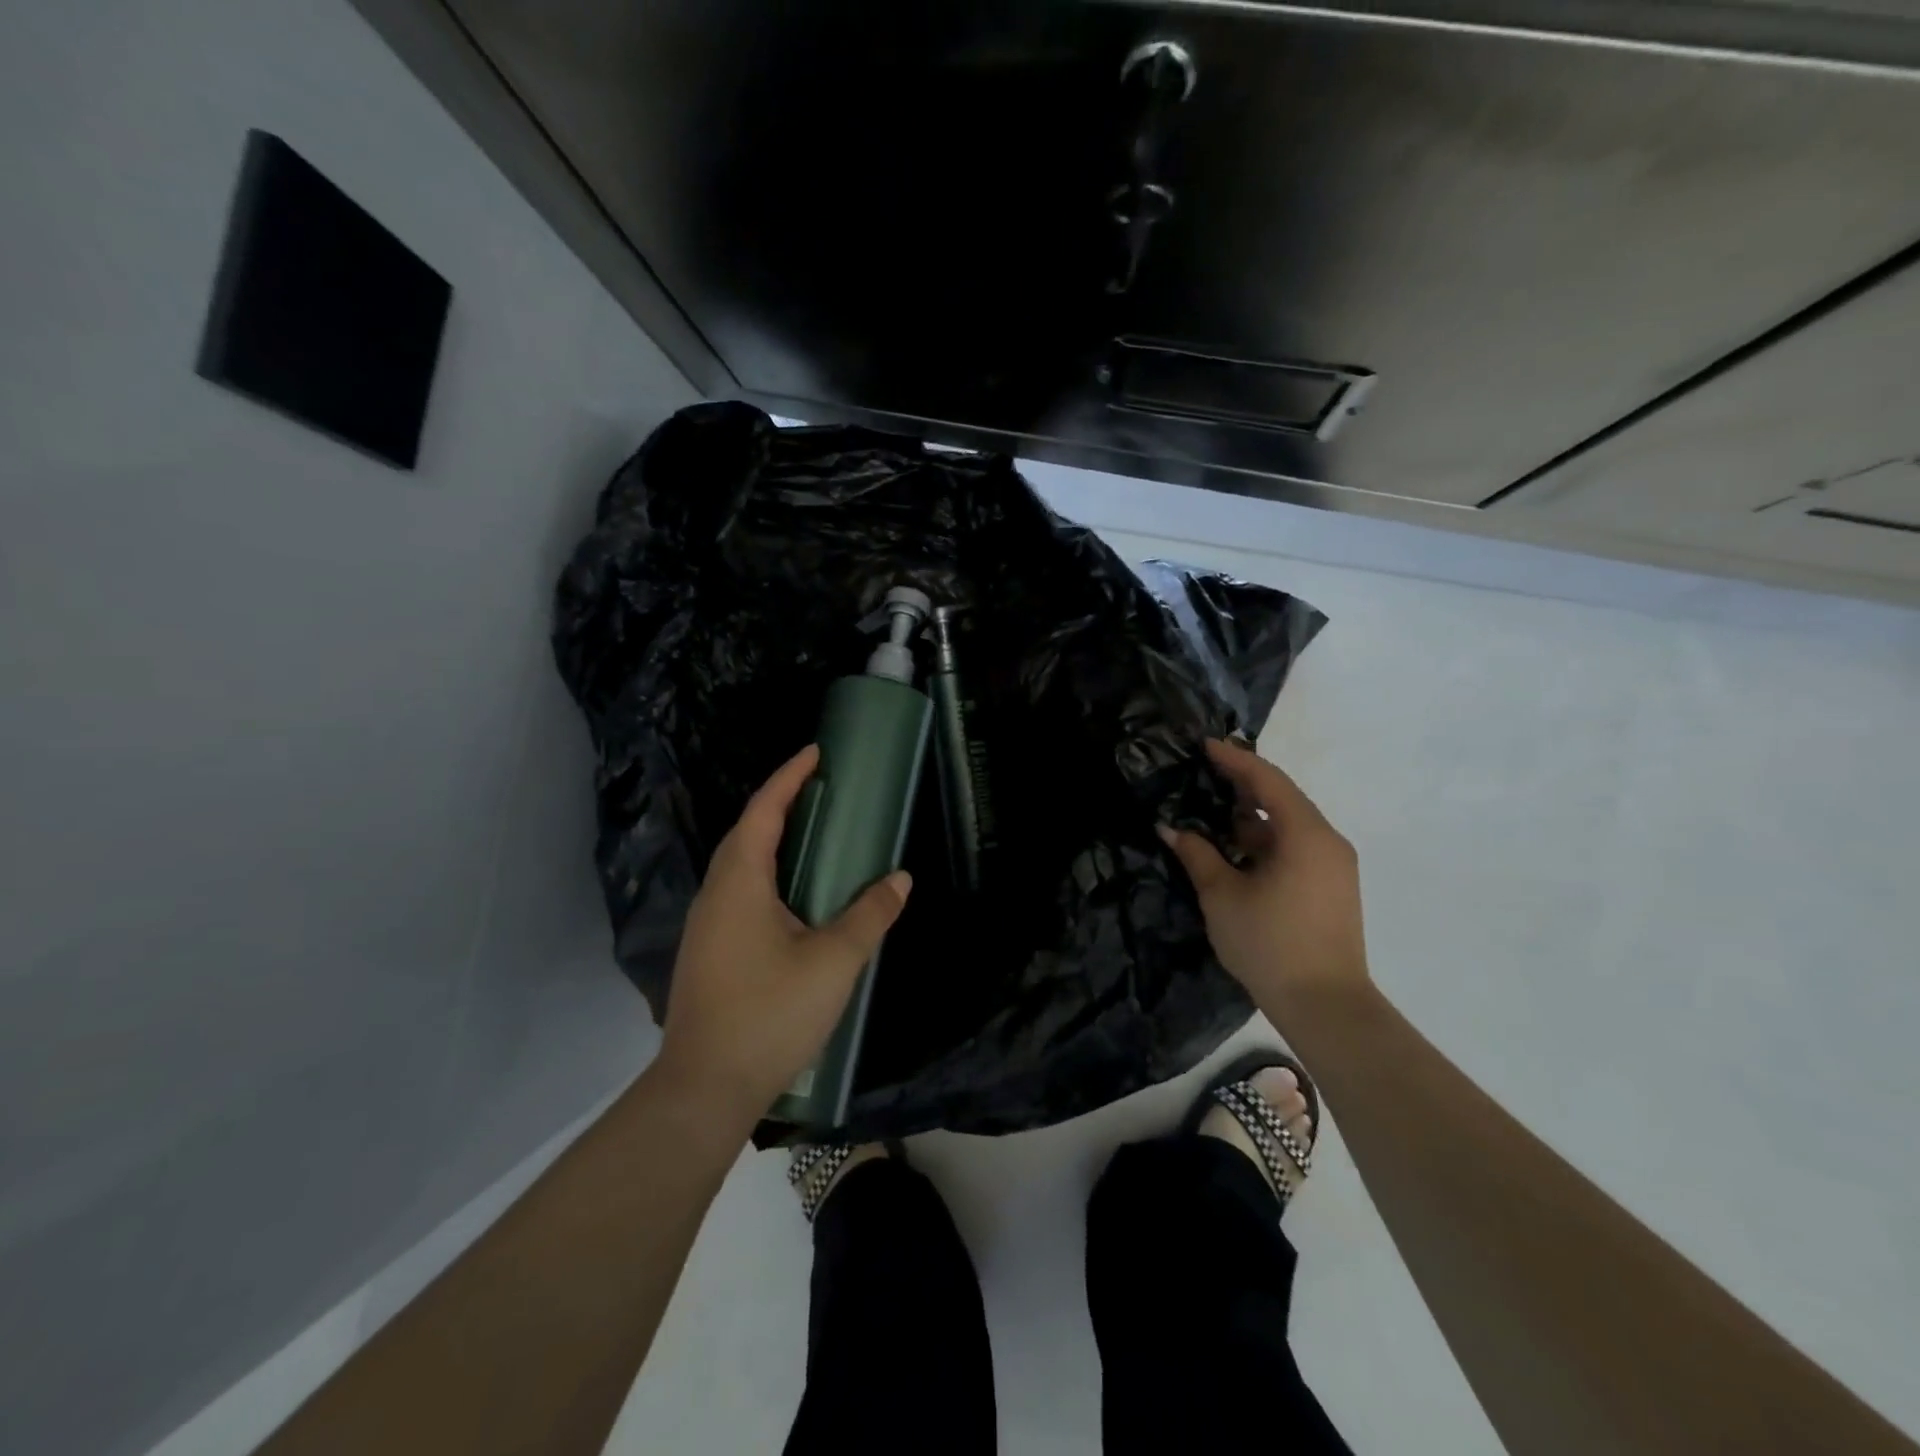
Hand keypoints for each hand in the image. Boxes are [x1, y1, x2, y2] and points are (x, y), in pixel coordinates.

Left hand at [652, 745, 911, 1127]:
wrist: (705, 1089)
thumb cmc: (770, 1014)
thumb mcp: (834, 961)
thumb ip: (869, 915)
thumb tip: (899, 879)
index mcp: (739, 883)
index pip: (763, 811)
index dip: (789, 777)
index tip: (816, 753)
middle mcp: (715, 894)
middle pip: (745, 833)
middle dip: (780, 804)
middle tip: (821, 790)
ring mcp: (706, 926)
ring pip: (739, 865)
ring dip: (771, 840)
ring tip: (811, 835)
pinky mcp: (709, 952)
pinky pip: (739, 893)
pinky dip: (766, 874)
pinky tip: (792, 897)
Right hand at [1159, 739, 1370, 1025]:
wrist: (1325, 1005)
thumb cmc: (1270, 943)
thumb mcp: (1222, 895)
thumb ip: (1197, 854)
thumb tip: (1170, 828)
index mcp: (1306, 834)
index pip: (1267, 780)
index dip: (1234, 759)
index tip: (1204, 745)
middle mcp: (1327, 841)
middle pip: (1282, 798)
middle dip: (1242, 784)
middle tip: (1203, 772)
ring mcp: (1333, 866)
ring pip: (1288, 825)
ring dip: (1251, 816)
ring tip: (1211, 810)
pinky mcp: (1330, 887)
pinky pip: (1295, 847)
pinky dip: (1264, 840)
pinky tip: (1234, 847)